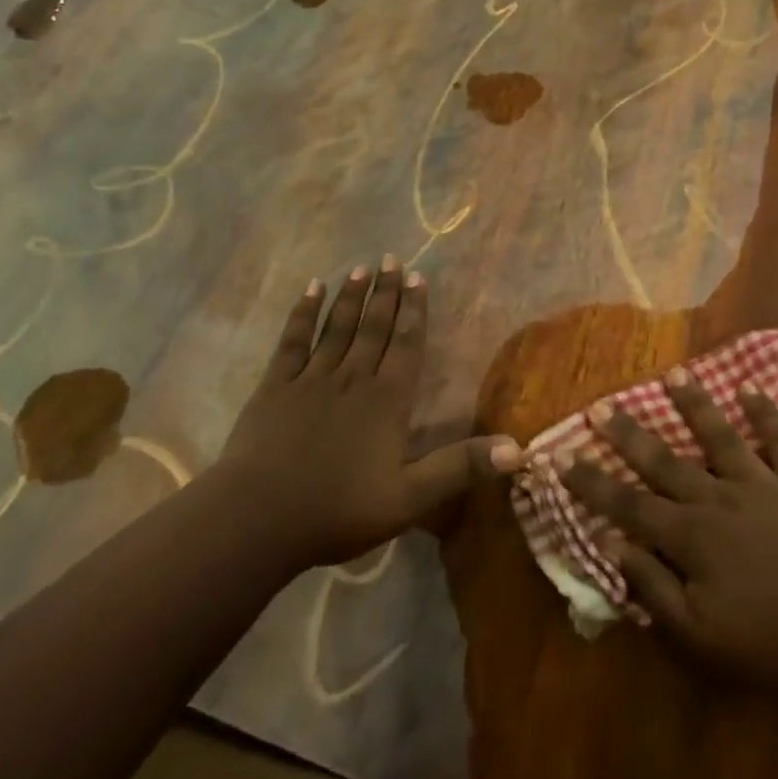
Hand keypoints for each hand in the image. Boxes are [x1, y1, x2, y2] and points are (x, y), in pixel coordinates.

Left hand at [217, 260, 521, 570]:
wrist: (259, 519)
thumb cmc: (338, 511)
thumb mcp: (410, 498)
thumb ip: (460, 468)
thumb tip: (518, 448)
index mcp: (386, 401)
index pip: (406, 344)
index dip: (414, 310)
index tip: (418, 277)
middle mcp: (353, 378)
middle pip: (373, 327)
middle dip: (386, 292)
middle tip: (392, 259)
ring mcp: (311, 378)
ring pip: (337, 327)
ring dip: (352, 296)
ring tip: (362, 267)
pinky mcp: (275, 386)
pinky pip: (293, 340)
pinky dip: (303, 313)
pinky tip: (311, 289)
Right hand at [561, 375, 777, 695]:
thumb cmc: (771, 645)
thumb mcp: (700, 638)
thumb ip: (653, 589)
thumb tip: (612, 544)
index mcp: (690, 536)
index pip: (627, 505)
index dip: (591, 482)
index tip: (561, 457)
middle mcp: (718, 498)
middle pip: (664, 461)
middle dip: (628, 434)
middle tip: (601, 404)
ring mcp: (762, 485)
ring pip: (719, 436)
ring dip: (695, 405)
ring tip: (674, 374)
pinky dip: (766, 414)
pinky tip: (751, 388)